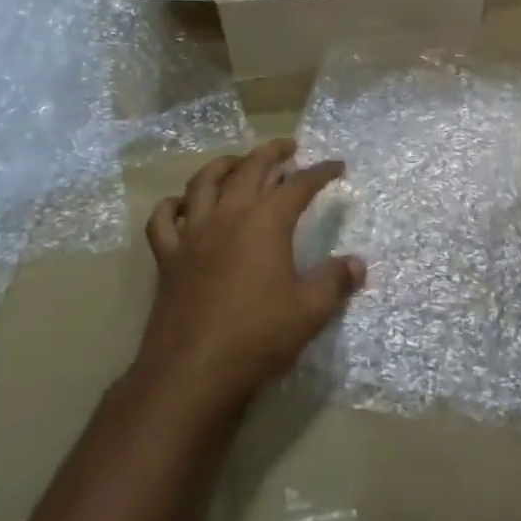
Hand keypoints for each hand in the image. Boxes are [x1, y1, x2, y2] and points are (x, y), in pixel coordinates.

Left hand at [136, 140, 363, 415]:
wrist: (192, 372)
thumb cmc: (257, 336)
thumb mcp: (310, 311)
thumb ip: (335, 281)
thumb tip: (357, 263)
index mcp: (266, 222)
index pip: (299, 185)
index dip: (321, 172)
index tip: (338, 166)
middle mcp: (228, 216)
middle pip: (250, 168)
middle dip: (272, 152)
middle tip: (289, 147)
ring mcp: (193, 234)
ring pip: (204, 182)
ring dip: (224, 165)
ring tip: (239, 162)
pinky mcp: (168, 257)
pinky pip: (163, 220)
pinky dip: (173, 206)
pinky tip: (183, 206)